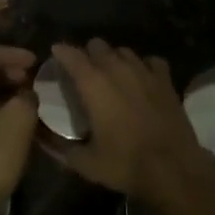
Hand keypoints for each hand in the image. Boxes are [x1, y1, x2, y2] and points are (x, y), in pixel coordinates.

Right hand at [49, 40, 214, 214]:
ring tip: (111, 75)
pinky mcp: (165, 79)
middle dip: (87, 54)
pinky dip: (143, 66)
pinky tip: (141, 79)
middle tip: (84, 73)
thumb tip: (40, 138)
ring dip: (113, 58)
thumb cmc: (126, 164)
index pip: (71, 54)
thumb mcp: (86, 163)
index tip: (55, 54)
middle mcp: (117, 69)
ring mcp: (144, 71)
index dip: (61, 52)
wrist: (174, 170)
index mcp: (94, 84)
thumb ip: (59, 148)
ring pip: (123, 50)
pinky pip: (150, 61)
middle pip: (97, 45)